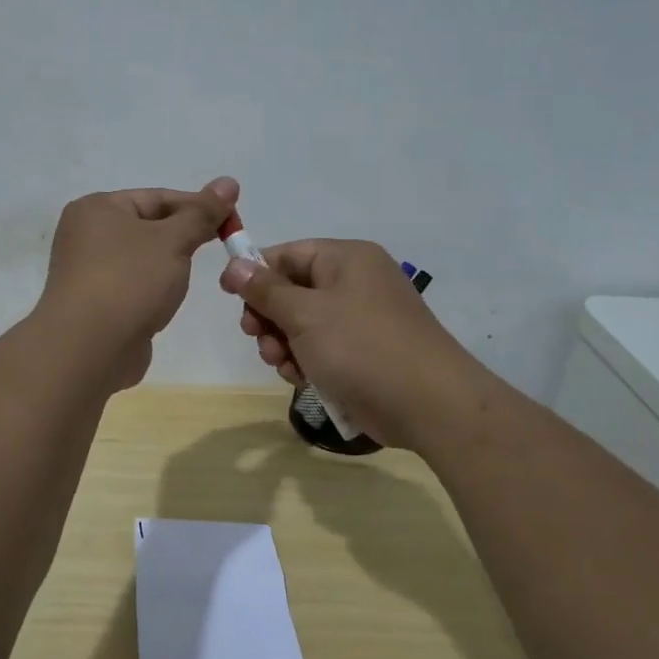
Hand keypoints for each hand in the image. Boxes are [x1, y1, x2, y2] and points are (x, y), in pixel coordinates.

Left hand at [36, 177, 237, 389]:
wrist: (89, 349)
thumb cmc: (129, 281)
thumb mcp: (173, 240)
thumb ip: (202, 213)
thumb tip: (229, 182)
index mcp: (97, 208)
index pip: (157, 197)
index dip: (197, 207)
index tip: (232, 222)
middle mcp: (86, 235)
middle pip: (148, 226)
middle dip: (183, 237)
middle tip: (221, 248)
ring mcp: (87, 272)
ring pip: (141, 259)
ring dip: (168, 265)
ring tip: (191, 278)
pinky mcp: (95, 304)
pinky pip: (132, 286)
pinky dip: (153, 290)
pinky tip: (168, 302)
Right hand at [219, 237, 484, 448]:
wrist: (428, 404)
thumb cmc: (362, 347)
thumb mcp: (305, 314)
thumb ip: (265, 289)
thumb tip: (234, 264)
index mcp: (346, 259)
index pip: (288, 253)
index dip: (255, 272)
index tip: (229, 297)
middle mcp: (354, 283)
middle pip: (292, 290)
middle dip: (269, 317)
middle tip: (257, 338)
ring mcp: (361, 320)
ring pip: (302, 324)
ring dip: (283, 344)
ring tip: (282, 364)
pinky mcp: (363, 353)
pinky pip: (321, 349)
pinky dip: (305, 361)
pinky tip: (301, 379)